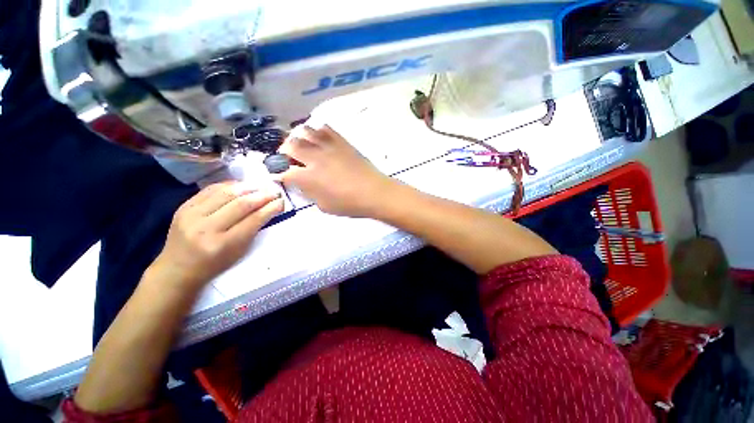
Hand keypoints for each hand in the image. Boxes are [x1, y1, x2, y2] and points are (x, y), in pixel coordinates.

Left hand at [147, 182, 283, 291]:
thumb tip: (268, 208)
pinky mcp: (183, 207)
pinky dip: (229, 185)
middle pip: (241, 204)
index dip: (270, 208)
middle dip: (262, 195)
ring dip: (248, 187)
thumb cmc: (214, 265)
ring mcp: (191, 215)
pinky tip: (241, 185)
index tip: (281, 201)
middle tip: (275, 191)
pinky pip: (210, 190)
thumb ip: (253, 229)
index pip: (253, 220)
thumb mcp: (239, 252)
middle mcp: (206, 228)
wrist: (177, 269)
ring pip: (226, 193)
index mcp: (223, 244)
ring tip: (261, 186)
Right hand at [279, 125, 395, 216]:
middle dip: (284, 152)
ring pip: (305, 131)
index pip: (284, 171)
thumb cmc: (350, 204)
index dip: (278, 174)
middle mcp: (315, 157)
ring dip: (299, 138)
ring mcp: (329, 146)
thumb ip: (309, 193)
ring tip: (304, 147)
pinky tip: (320, 141)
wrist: (375, 192)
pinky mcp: (342, 141)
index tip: (279, 175)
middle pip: (290, 145)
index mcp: (309, 177)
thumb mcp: (325, 206)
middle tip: (289, 159)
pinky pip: (325, 128)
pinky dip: (318, 132)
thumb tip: (302, 183)